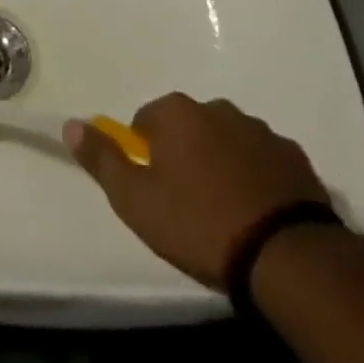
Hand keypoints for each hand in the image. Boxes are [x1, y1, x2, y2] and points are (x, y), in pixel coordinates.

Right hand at [65, 94, 329, 288]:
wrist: (285, 254)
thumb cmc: (199, 224)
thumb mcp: (136, 201)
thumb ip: (102, 160)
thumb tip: (71, 124)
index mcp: (177, 113)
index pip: (145, 120)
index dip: (144, 156)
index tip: (153, 192)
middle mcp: (217, 108)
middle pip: (187, 127)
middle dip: (183, 156)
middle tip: (186, 205)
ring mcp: (259, 129)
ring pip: (226, 141)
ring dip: (220, 164)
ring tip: (224, 213)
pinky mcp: (292, 155)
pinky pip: (262, 160)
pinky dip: (255, 177)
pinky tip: (257, 213)